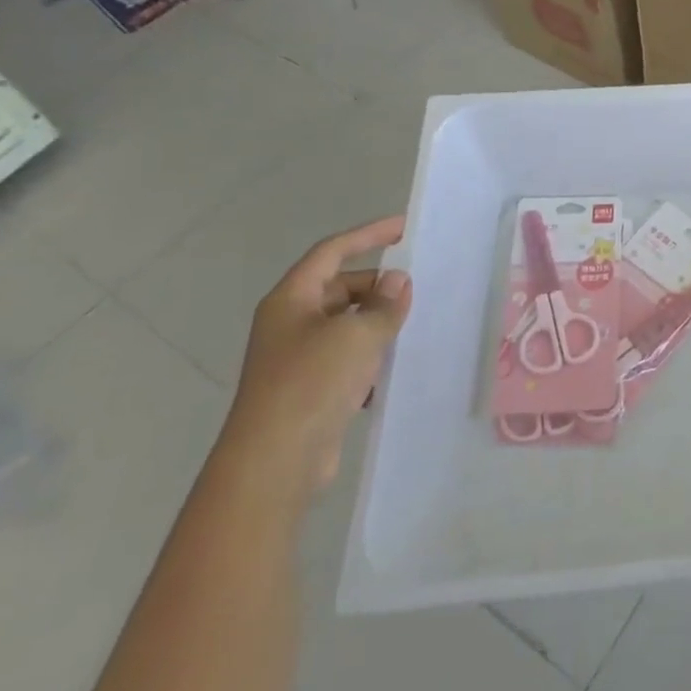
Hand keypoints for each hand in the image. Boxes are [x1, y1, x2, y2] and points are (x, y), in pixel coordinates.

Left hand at [217, 216, 412, 496]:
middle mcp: (290, 323)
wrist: (275, 462)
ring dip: (377, 322)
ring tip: (414, 324)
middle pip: (339, 287)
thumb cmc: (312, 383)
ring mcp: (298, 358)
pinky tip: (396, 366)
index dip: (368, 235)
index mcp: (291, 299)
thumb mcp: (357, 334)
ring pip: (345, 324)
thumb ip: (383, 304)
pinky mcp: (310, 390)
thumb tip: (397, 281)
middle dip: (377, 285)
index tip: (404, 228)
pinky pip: (347, 358)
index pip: (332, 252)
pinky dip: (371, 355)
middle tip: (416, 289)